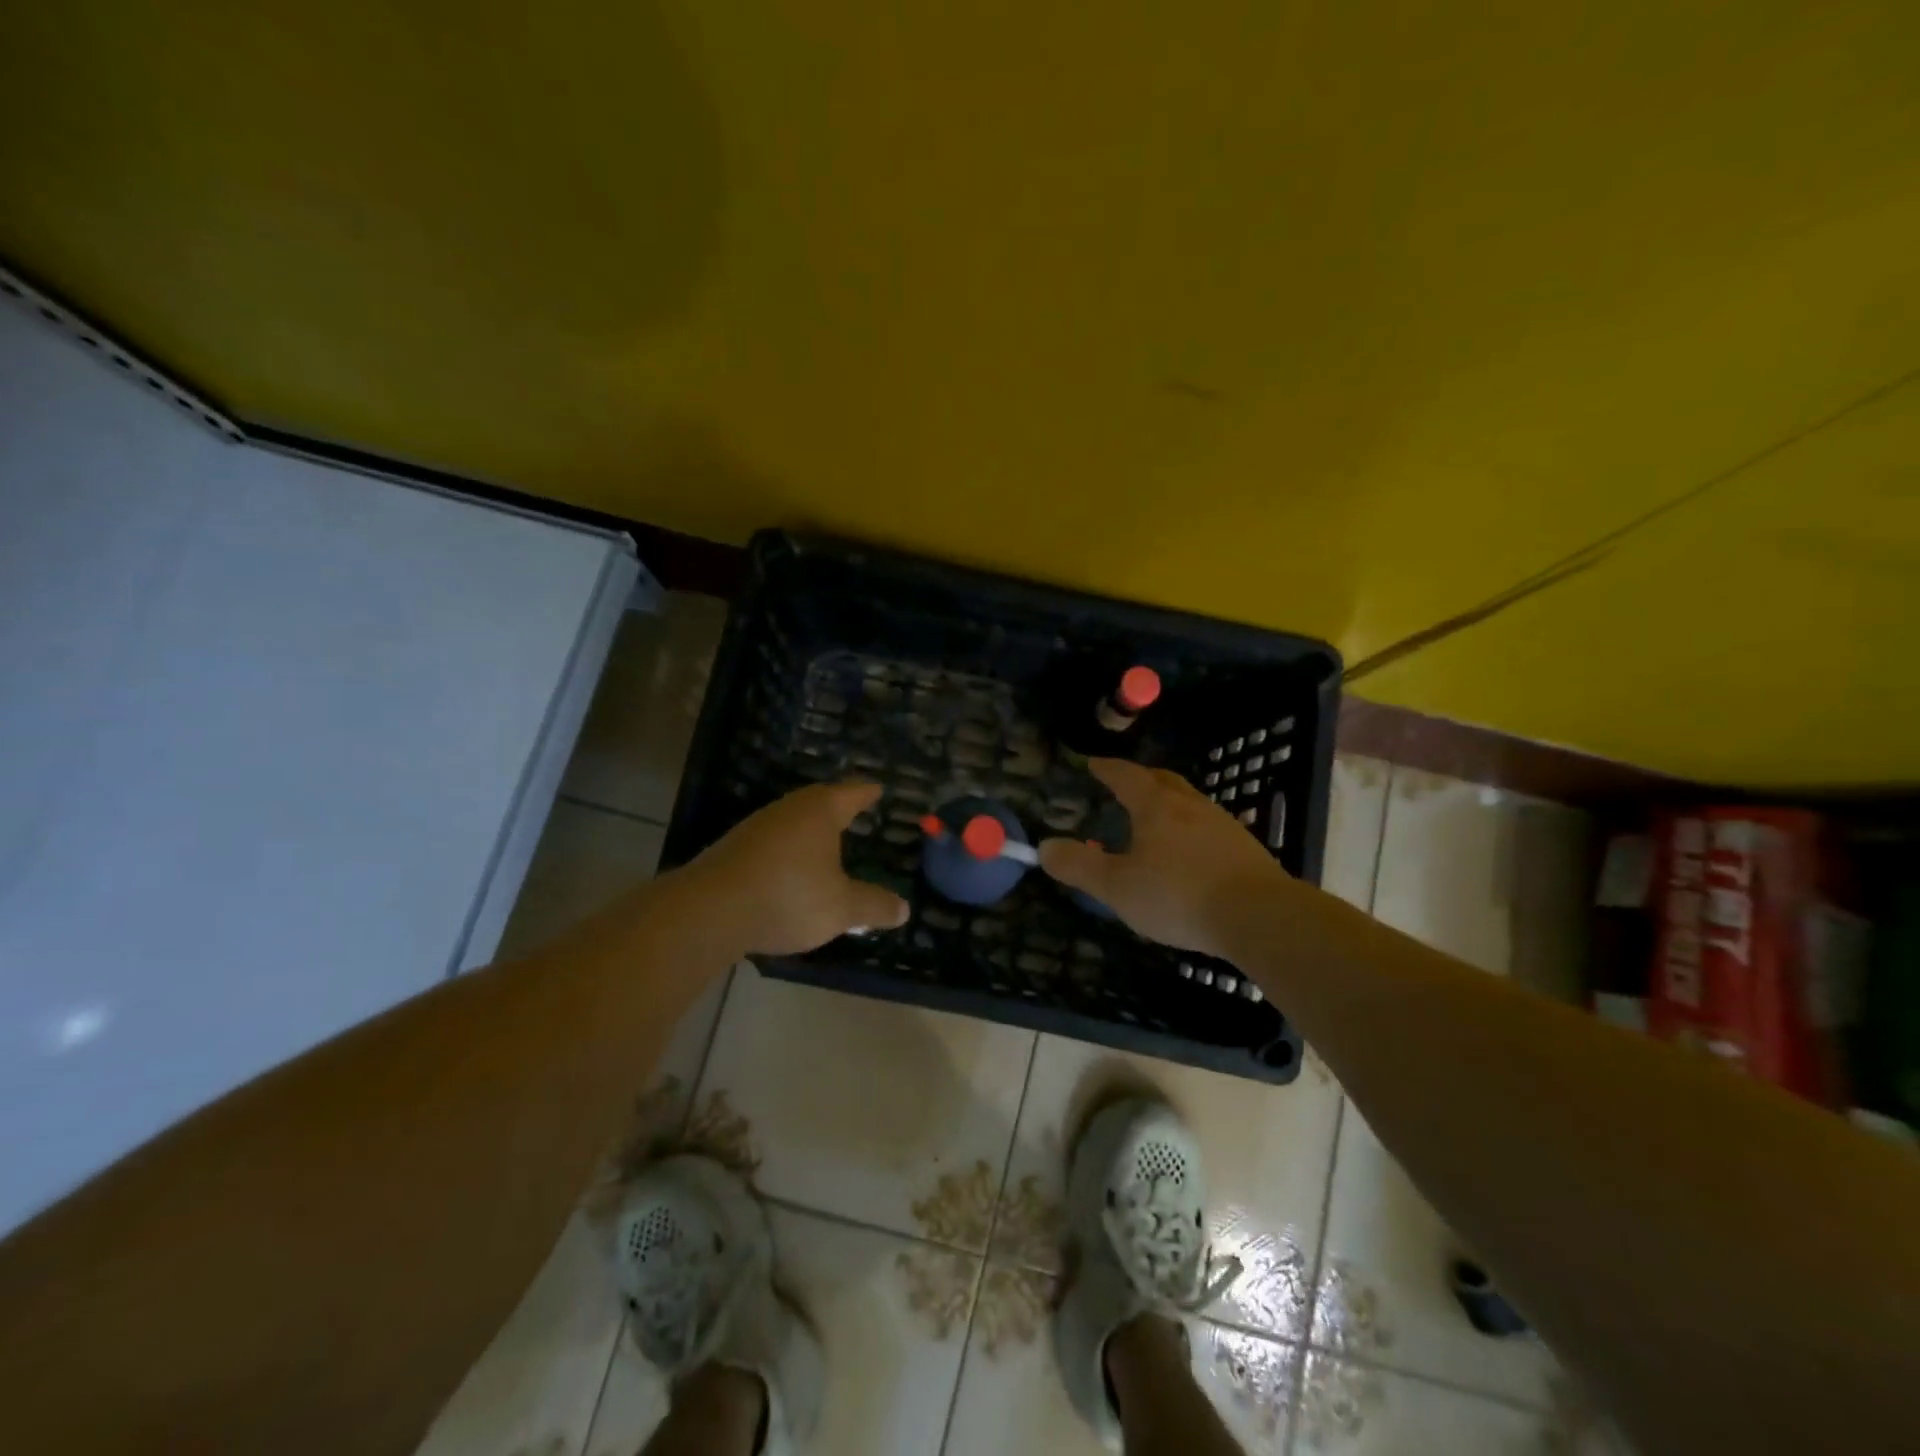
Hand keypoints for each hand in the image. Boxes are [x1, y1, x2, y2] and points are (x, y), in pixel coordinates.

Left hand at [678, 780, 910, 955]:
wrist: (710, 911)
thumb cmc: (789, 897)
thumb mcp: (842, 908)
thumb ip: (874, 906)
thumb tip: (904, 909)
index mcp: (819, 812)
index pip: (851, 793)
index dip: (867, 792)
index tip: (878, 788)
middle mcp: (788, 810)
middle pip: (819, 801)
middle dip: (838, 807)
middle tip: (855, 811)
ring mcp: (756, 828)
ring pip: (792, 822)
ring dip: (810, 831)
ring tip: (826, 842)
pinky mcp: (734, 850)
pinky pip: (772, 843)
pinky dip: (788, 852)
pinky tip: (791, 870)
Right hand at [1038, 759, 1285, 957]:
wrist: (1258, 916)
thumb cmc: (1179, 895)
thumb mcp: (1117, 887)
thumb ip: (1079, 866)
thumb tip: (1042, 848)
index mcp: (1156, 806)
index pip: (1126, 776)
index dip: (1107, 769)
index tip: (1093, 763)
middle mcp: (1190, 805)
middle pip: (1163, 780)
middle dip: (1141, 778)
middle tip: (1124, 784)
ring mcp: (1222, 824)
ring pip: (1190, 802)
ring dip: (1169, 802)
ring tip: (1156, 818)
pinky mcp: (1244, 848)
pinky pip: (1209, 826)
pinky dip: (1191, 828)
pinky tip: (1190, 851)